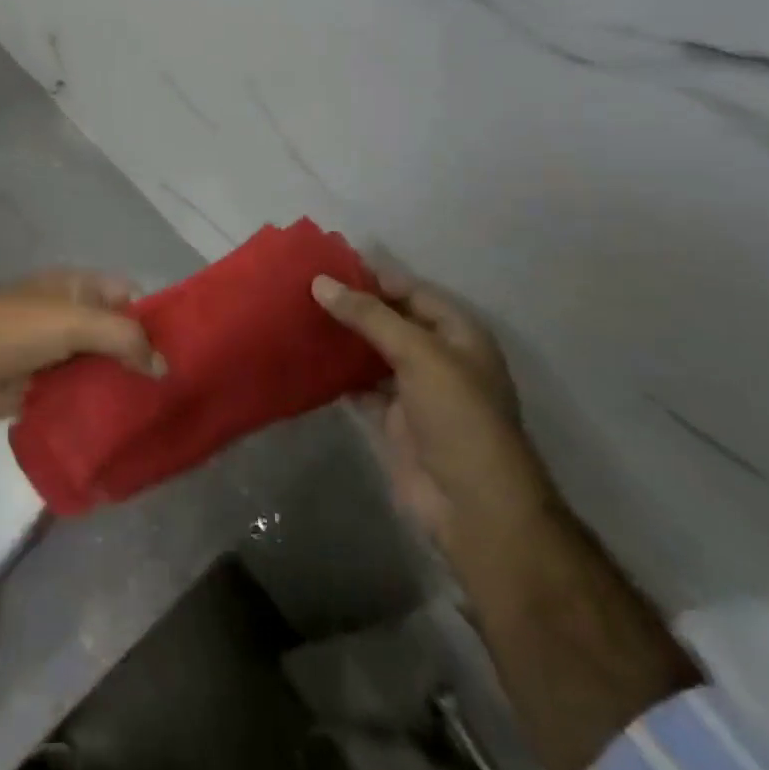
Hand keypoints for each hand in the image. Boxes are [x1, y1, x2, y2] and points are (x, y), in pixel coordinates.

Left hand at [0, 269, 165, 423]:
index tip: (181, 349)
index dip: (153, 317)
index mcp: (75, 286)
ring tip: (157, 411)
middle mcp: (69, 314)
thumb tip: (162, 366)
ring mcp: (56, 351)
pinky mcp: (44, 385)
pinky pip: (80, 392)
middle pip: (116, 333)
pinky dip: (98, 404)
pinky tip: (123, 425)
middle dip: (141, 356)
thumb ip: (122, 337)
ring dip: (121, 383)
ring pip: (100, 365)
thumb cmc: (15, 330)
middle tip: (175, 388)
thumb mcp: (73, 322)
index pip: (127, 294)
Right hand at [312, 266, 551, 555]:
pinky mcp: (391, 420)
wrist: (472, 506)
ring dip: (340, 337)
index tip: (326, 263)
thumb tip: (320, 282)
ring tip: (296, 313)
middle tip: (302, 285)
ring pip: (370, 353)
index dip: (373, 276)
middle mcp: (436, 357)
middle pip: (389, 320)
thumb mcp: (418, 354)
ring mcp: (413, 390)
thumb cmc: (458, 416)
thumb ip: (369, 316)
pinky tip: (304, 356)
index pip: (411, 291)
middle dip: (351, 305)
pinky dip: (335, 373)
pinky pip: (357, 386)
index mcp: (457, 334)